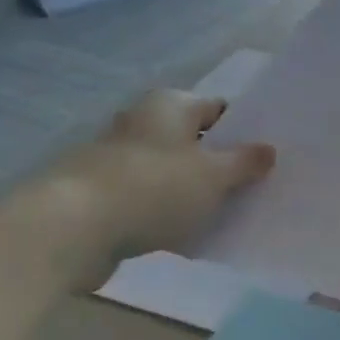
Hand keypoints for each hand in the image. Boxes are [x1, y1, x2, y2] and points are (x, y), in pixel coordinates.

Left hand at [48, 89, 274, 265]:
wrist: (72, 230)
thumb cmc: (153, 188)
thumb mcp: (214, 176)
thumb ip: (244, 163)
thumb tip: (268, 150)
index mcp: (170, 105)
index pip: (219, 109)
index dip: (245, 131)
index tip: (267, 156)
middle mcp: (143, 122)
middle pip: (194, 140)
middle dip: (221, 163)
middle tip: (255, 186)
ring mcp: (119, 159)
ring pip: (171, 172)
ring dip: (194, 191)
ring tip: (227, 213)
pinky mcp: (104, 195)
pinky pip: (149, 199)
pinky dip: (167, 212)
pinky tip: (189, 234)